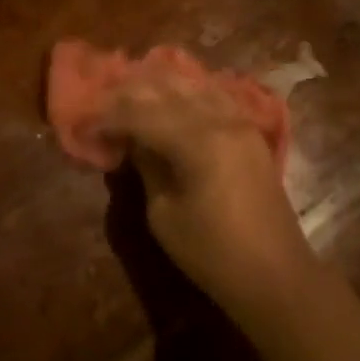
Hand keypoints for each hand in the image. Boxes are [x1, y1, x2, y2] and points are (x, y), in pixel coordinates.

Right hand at [103, 68, 315, 321]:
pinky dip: (186, 92)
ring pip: (192, 84)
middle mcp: (220, 119)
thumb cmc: (213, 254)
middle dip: (127, 93)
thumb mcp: (163, 214)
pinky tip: (170, 98)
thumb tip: (131, 140)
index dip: (106, 118)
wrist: (277, 276)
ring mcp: (240, 122)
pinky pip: (213, 95)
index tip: (83, 127)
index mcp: (197, 141)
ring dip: (157, 85)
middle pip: (165, 88)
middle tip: (99, 104)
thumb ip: (146, 166)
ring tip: (128, 94)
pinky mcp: (250, 132)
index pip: (139, 113)